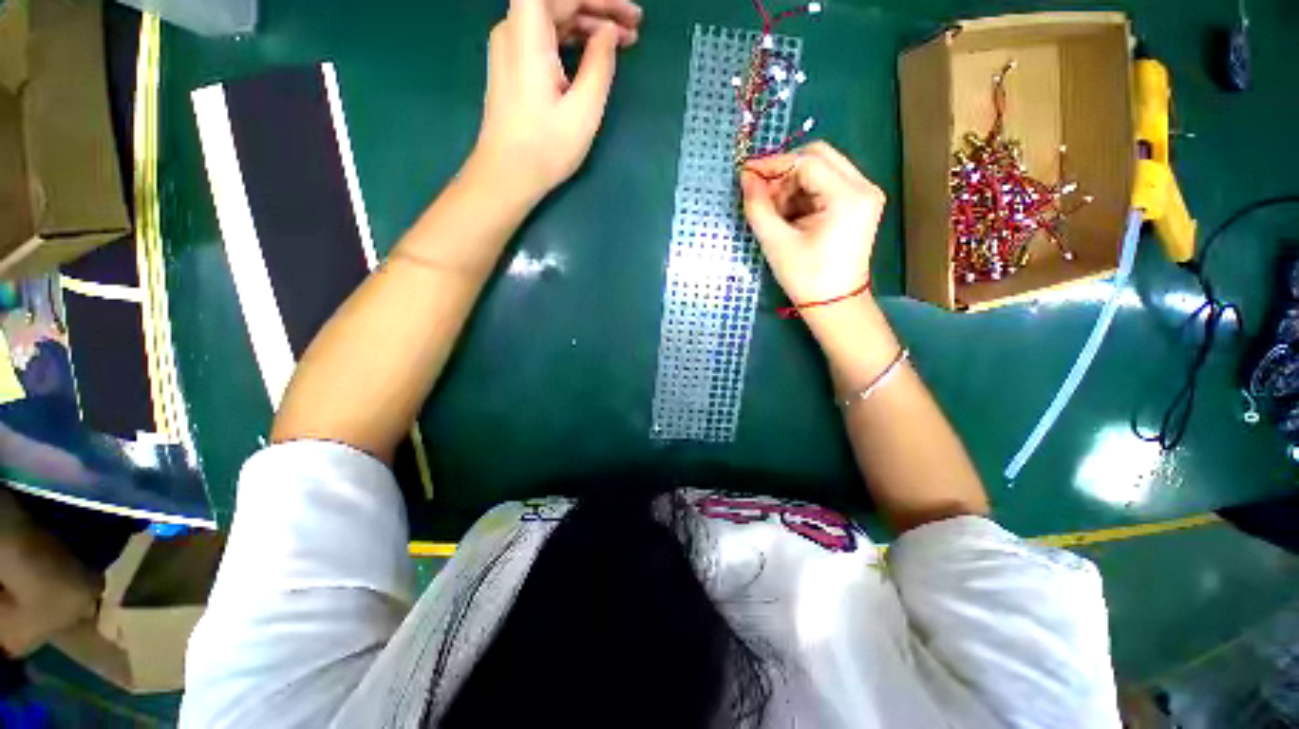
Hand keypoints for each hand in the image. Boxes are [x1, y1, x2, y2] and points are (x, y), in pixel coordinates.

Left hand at [470, 0, 642, 204]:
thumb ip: (600, 64)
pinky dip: (572, 41)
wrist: (506, 175)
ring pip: (553, 19)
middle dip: (600, 10)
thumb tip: (609, 34)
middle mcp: (513, 28)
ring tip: (623, 43)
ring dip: (589, 26)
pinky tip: (595, 54)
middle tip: (635, 29)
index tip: (630, 16)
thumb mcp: (583, 110)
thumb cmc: (545, 147)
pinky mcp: (512, 66)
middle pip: (558, 2)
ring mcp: (510, 47)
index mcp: (528, 31)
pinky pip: (545, 38)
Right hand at [740, 142, 885, 306]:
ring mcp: (864, 195)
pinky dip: (804, 194)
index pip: (806, 162)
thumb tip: (746, 177)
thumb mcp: (776, 243)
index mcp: (848, 196)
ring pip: (822, 170)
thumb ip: (758, 207)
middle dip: (785, 172)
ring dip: (793, 184)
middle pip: (819, 157)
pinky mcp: (859, 204)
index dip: (774, 165)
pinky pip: (827, 185)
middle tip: (762, 194)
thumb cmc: (806, 278)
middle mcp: (863, 187)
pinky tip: (790, 216)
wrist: (835, 305)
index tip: (746, 176)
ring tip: (775, 213)